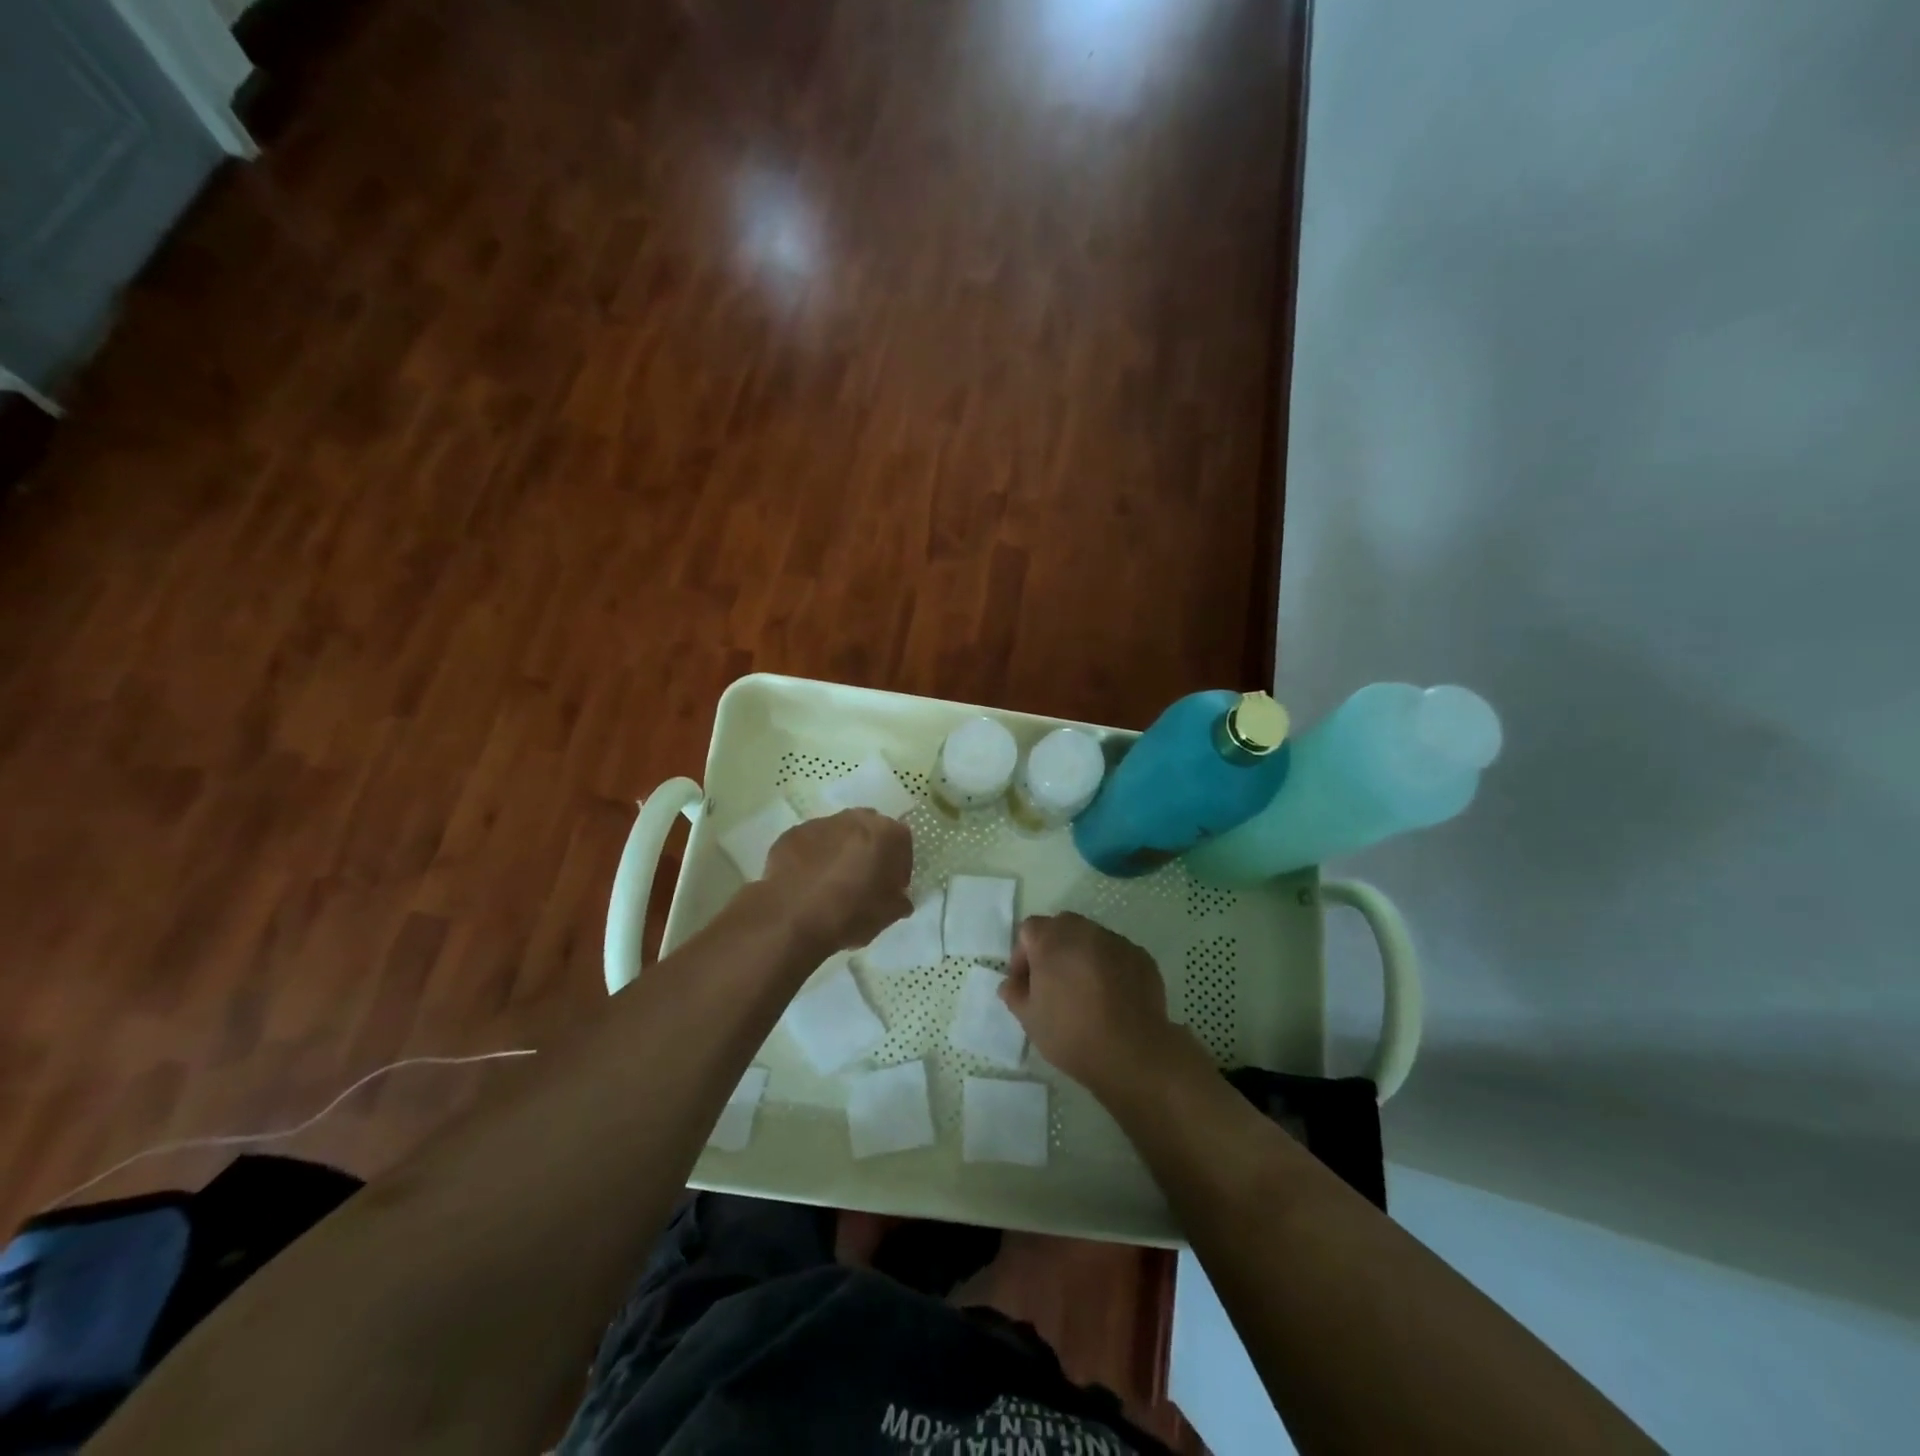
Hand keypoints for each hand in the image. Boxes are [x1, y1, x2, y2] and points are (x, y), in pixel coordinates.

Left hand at [762, 809, 912, 953]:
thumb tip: (899, 899)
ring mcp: (820, 823)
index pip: (902, 843)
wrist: (792, 918)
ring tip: (832, 883)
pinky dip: (813, 858)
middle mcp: (855, 819)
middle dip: (869, 852)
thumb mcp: (888, 915)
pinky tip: (808, 883)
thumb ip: (899, 901)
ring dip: (840, 852)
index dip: (899, 867)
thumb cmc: (850, 914)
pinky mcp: (792, 834)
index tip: (892, 888)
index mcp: (885, 833)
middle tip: (864, 880)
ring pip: (838, 835)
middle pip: (869, 831)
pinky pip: (811, 844)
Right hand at [999, 913, 1193, 1100]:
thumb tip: (1012, 983)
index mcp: (1052, 940)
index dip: (1023, 954)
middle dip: (1053, 948)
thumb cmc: (1071, 1035)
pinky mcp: (1141, 956)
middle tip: (1053, 982)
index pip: (1029, 930)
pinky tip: (1112, 996)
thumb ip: (1015, 993)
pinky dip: (1109, 966)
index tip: (1026, 983)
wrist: (1131, 1053)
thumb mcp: (1029, 1019)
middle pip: (1061, 926)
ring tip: (1085, 990)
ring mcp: (1116, 941)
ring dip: (1082, 955)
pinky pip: (1116, 953)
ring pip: (1091, 938)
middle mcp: (1084, 931)